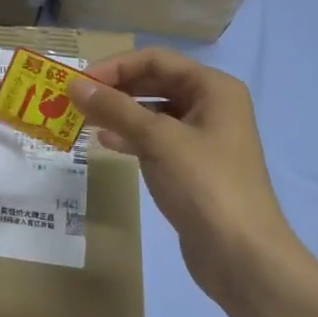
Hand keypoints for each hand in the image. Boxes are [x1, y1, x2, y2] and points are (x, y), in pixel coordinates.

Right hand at [68, 51, 305, 303]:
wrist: (243, 257)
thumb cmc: (204, 185)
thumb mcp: (158, 139)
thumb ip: (115, 109)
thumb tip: (74, 85)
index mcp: (213, 88)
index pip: (155, 59)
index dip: (115, 66)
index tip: (79, 81)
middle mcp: (212, 105)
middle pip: (155, 82)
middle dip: (115, 89)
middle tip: (76, 99)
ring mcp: (204, 138)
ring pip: (153, 112)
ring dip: (119, 113)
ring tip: (83, 120)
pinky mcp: (193, 166)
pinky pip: (156, 139)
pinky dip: (130, 137)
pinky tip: (105, 144)